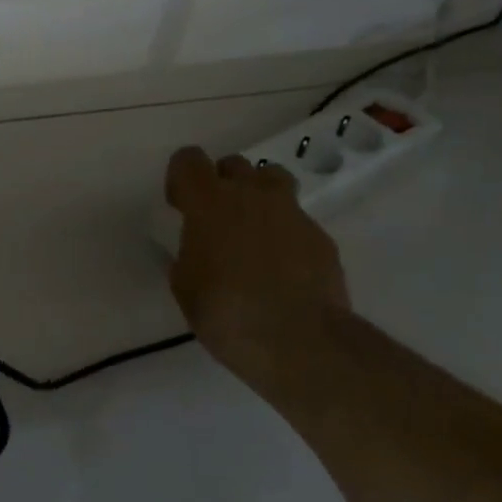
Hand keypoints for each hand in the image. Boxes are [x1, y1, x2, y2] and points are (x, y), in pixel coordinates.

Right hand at [165, 146, 349, 394]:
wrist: (300, 341)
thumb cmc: (226, 313)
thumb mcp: (185, 287)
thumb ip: (188, 255)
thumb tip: (197, 251)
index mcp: (209, 203)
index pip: (188, 160)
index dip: (181, 179)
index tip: (180, 206)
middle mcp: (251, 195)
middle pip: (233, 164)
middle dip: (222, 184)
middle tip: (216, 221)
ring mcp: (291, 213)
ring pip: (272, 180)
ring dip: (258, 196)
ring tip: (252, 233)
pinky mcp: (320, 236)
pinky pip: (296, 221)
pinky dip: (285, 234)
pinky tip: (282, 269)